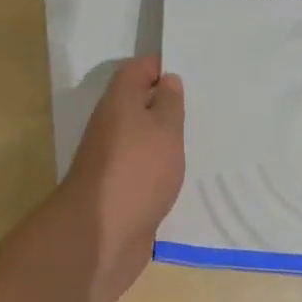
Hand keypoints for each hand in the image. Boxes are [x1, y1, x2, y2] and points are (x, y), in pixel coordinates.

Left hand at [60, 57, 185, 301]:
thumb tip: (168, 80)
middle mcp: (111, 123)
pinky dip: (158, 166)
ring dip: (163, 137)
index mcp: (119, 100)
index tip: (189, 72)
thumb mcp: (164, 129)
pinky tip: (181, 174)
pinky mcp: (117, 188)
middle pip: (138, 101)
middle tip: (200, 105)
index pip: (138, 68)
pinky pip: (141, 165)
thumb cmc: (137, 170)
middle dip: (165, 102)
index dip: (161, 66)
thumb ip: (169, 102)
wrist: (101, 235)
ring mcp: (111, 157)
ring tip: (197, 139)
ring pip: (140, 135)